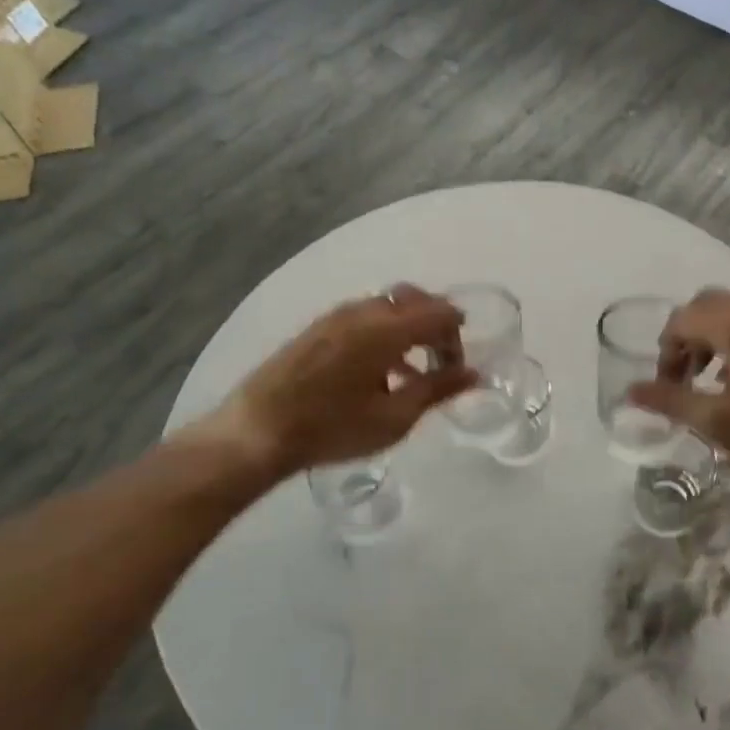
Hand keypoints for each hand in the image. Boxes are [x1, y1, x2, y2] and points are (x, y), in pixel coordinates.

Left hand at [179, 285, 475, 481]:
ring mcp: (336, 316)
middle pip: (414, 298)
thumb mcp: (394, 418)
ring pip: (388, 304)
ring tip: (408, 370)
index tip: (455, 369)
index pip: (439, 312)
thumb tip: (474, 374)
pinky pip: (364, 316)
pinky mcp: (318, 328)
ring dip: (408, 327)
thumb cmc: (331, 428)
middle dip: (435, 323)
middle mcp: (363, 311)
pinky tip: (376, 370)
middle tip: (439, 359)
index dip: (456, 337)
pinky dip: (383, 330)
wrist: (255, 432)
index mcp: (386, 328)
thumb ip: (437, 390)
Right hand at [625, 290, 729, 471]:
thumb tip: (630, 391)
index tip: (668, 387)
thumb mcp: (718, 420)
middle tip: (684, 376)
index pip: (681, 320)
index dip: (665, 352)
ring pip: (729, 311)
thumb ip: (671, 401)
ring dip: (709, 337)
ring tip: (709, 380)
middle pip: (704, 305)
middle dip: (685, 337)